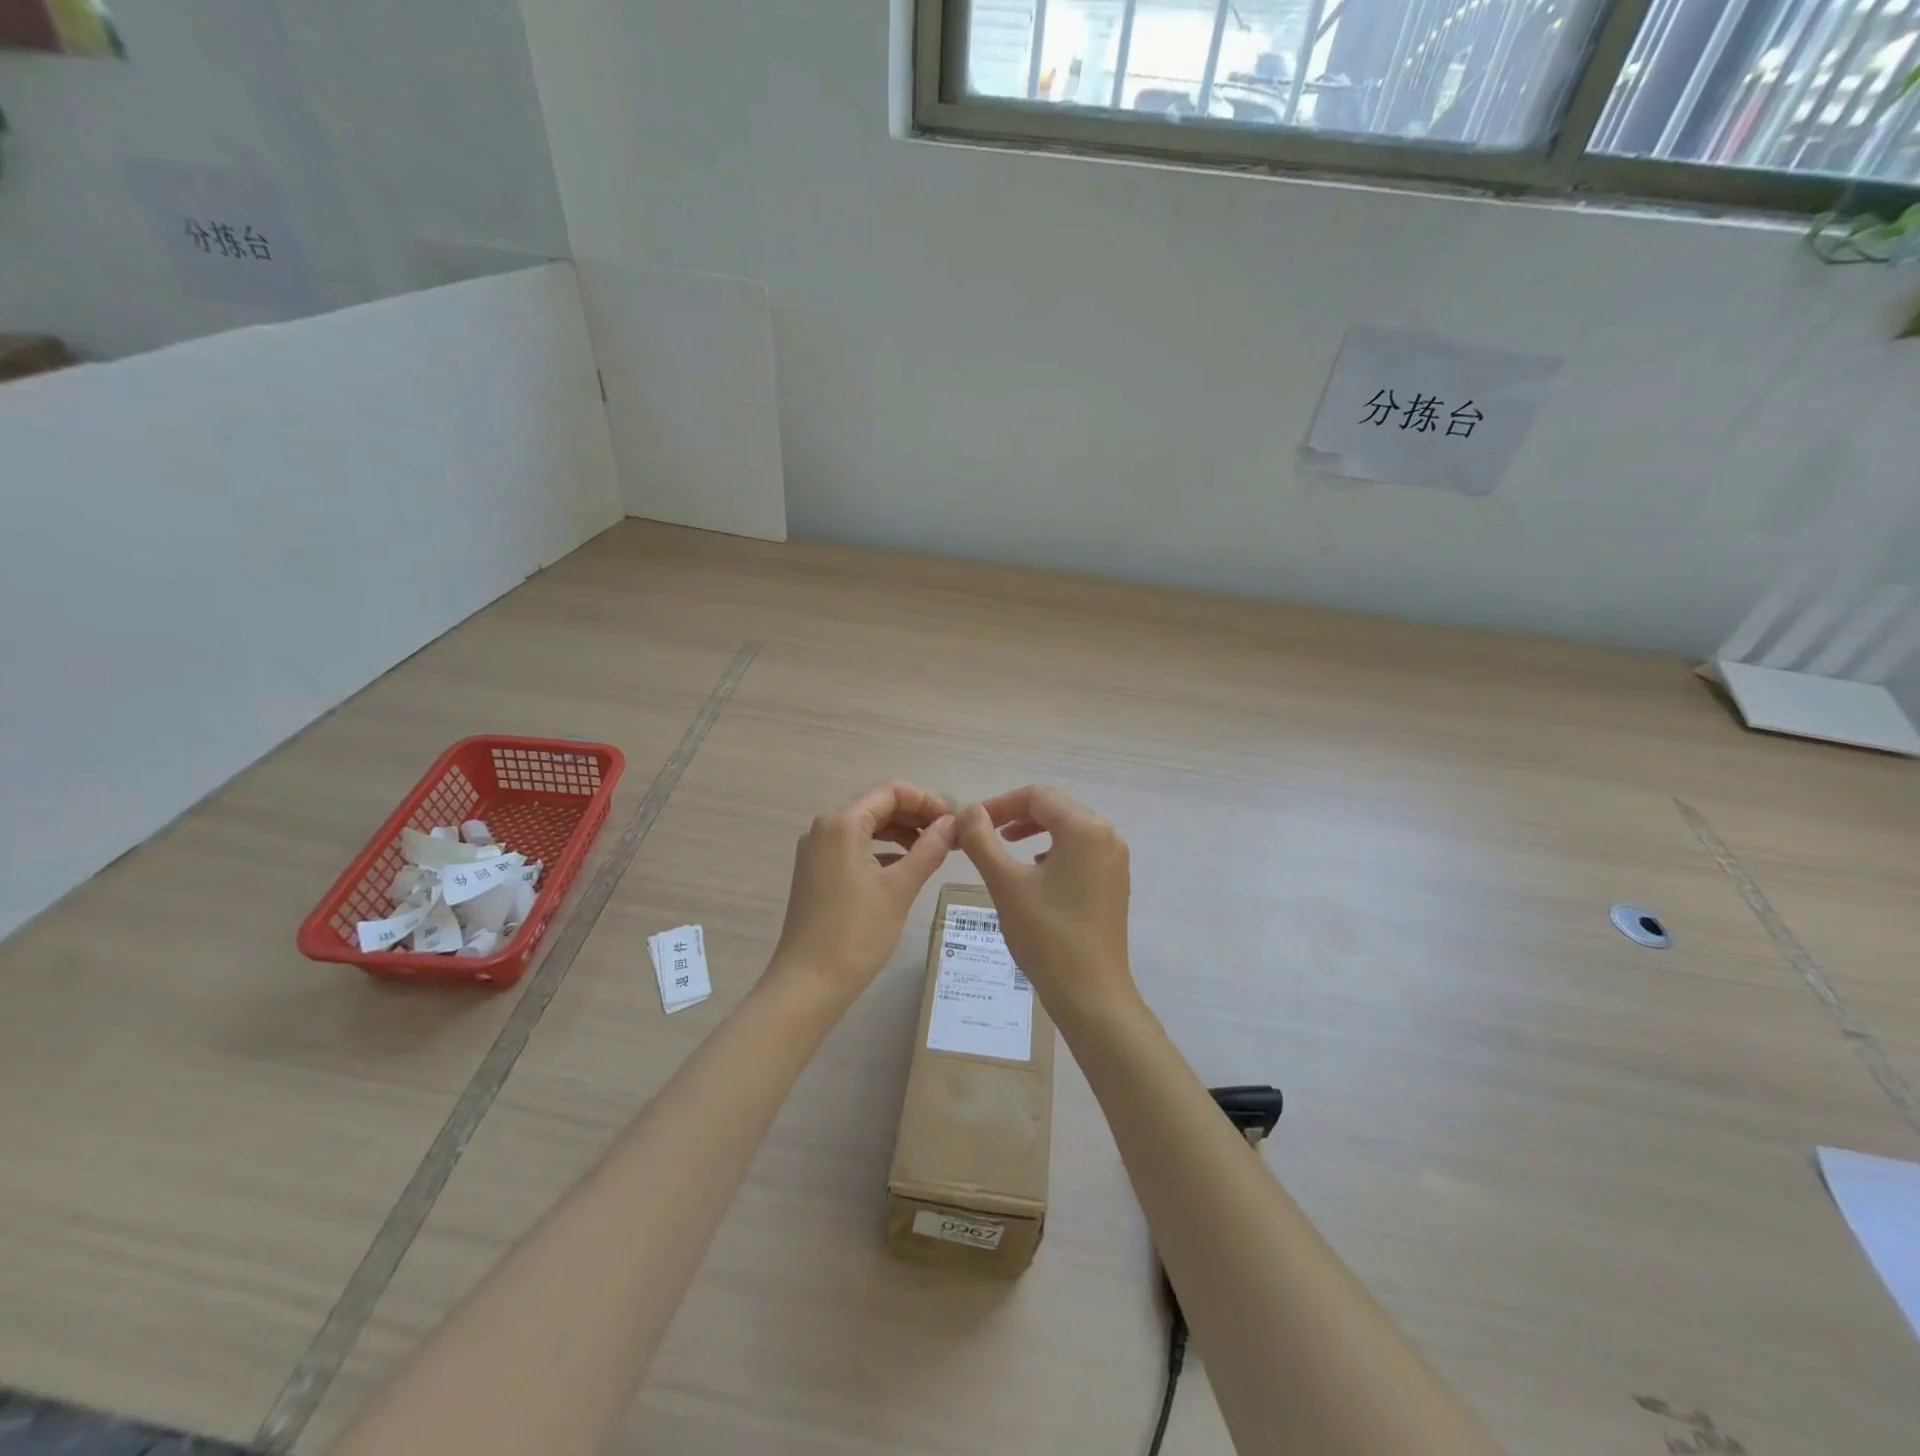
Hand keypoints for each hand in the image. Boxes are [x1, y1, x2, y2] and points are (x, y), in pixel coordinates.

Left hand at [772, 782, 956, 996]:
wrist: (809, 983)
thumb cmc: (857, 932)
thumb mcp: (900, 887)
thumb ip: (929, 848)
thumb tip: (952, 824)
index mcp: (842, 822)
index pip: (891, 791)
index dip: (926, 800)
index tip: (954, 821)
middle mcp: (825, 827)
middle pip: (877, 805)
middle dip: (915, 815)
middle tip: (950, 836)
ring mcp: (817, 850)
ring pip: (867, 826)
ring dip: (901, 833)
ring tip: (934, 850)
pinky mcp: (816, 871)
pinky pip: (855, 847)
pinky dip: (883, 850)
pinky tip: (906, 868)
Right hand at [957, 785, 1134, 1014]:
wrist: (1091, 994)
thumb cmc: (1046, 935)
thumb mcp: (1005, 883)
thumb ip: (983, 840)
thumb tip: (969, 810)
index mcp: (1085, 829)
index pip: (1036, 796)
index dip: (999, 804)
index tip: (971, 823)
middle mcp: (1107, 836)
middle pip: (1055, 807)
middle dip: (1016, 815)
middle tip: (983, 833)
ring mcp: (1115, 860)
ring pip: (1068, 828)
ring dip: (1034, 831)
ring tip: (1004, 848)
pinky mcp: (1114, 882)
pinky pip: (1080, 851)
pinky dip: (1053, 850)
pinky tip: (1035, 873)